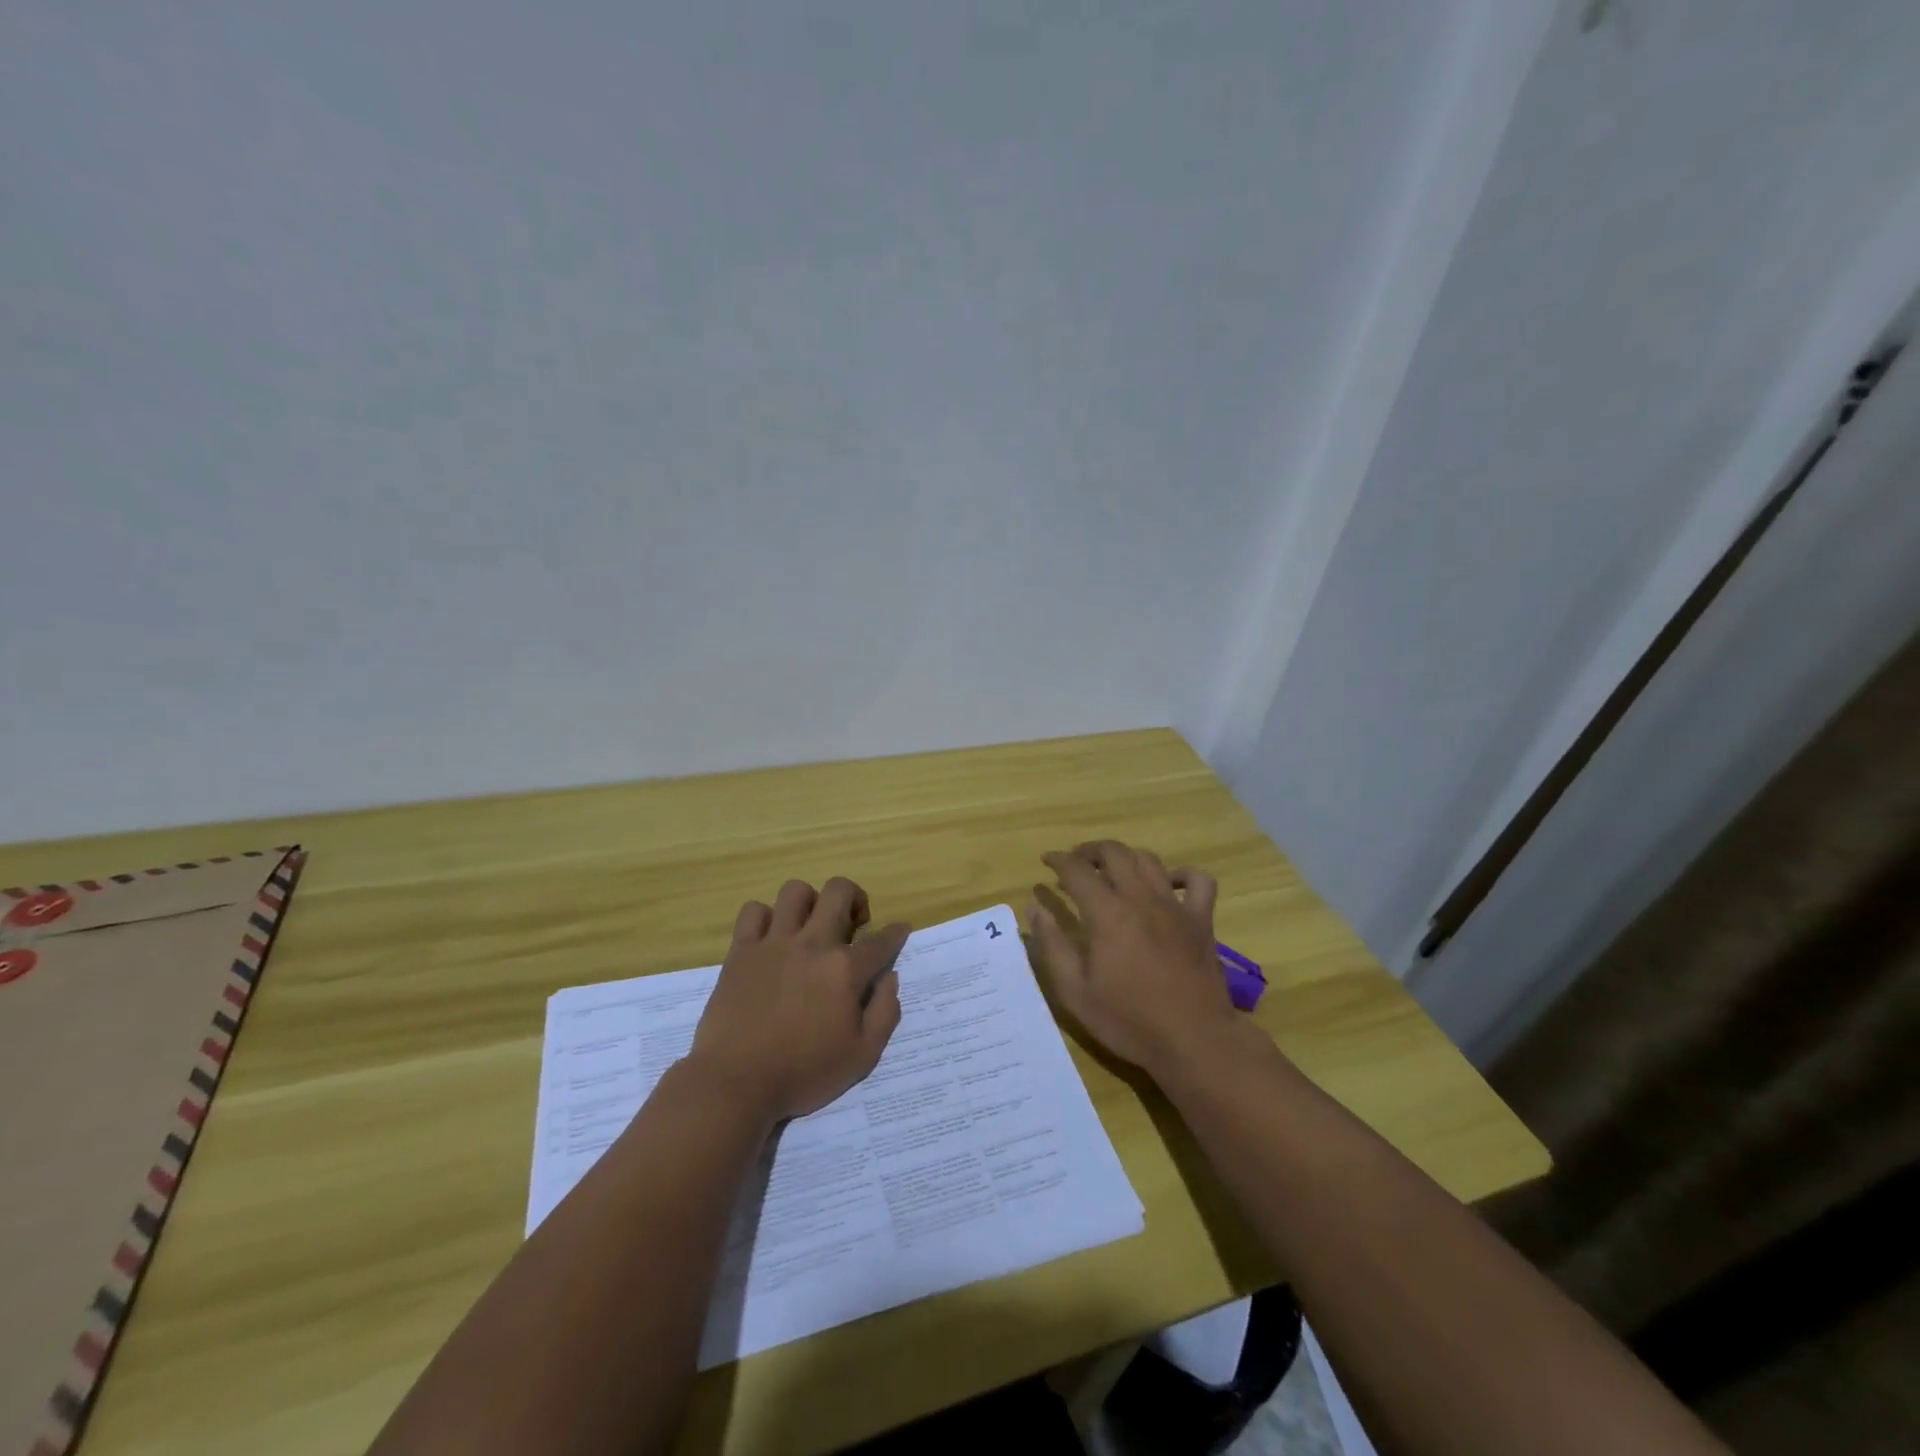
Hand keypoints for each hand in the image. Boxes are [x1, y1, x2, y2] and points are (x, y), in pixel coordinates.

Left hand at [687, 877, 908, 1123]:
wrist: (735, 1083)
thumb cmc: (803, 1073)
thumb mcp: (862, 1057)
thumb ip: (885, 1013)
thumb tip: (891, 977)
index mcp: (845, 970)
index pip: (881, 940)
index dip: (896, 933)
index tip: (900, 930)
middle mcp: (812, 944)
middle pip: (839, 891)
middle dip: (855, 898)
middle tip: (852, 925)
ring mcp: (773, 943)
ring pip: (795, 891)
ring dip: (810, 902)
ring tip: (811, 925)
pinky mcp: (741, 950)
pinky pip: (753, 911)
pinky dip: (765, 917)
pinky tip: (771, 937)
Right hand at [1028, 841, 1237, 1081]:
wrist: (1194, 1041)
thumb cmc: (1129, 1021)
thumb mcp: (1076, 992)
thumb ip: (1053, 946)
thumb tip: (1035, 909)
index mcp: (1107, 914)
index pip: (1077, 870)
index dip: (1058, 860)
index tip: (1046, 861)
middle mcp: (1141, 899)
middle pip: (1114, 853)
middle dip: (1090, 850)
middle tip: (1076, 862)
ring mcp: (1175, 907)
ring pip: (1149, 860)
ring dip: (1126, 857)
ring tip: (1112, 869)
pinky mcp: (1202, 920)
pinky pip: (1198, 881)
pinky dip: (1182, 874)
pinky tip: (1168, 884)